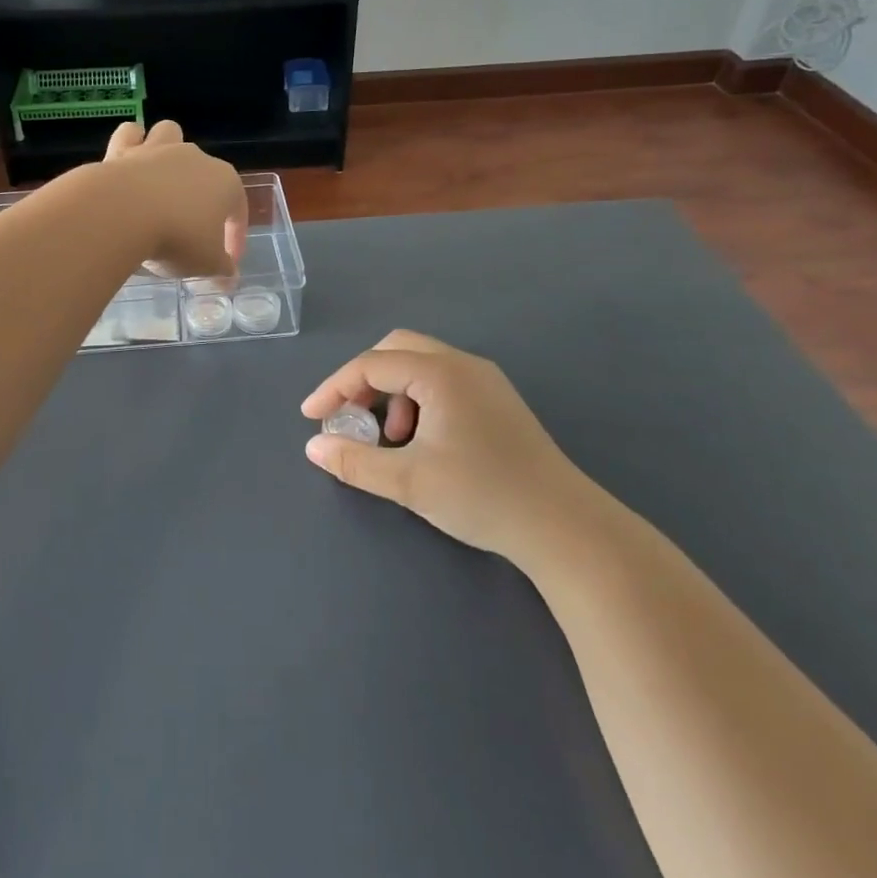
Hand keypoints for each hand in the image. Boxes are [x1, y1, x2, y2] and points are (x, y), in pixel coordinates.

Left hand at [96, 120, 246, 280]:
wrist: (122, 214)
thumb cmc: (176, 238)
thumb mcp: (206, 264)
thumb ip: (221, 269)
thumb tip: (230, 278)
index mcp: (225, 182)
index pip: (238, 209)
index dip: (235, 236)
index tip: (226, 262)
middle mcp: (195, 158)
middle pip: (205, 172)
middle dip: (201, 197)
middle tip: (190, 230)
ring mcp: (158, 150)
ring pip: (171, 134)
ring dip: (170, 151)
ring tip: (162, 180)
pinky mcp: (123, 150)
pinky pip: (132, 135)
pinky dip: (132, 144)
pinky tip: (129, 163)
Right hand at [300, 330, 607, 563]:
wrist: (565, 527)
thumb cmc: (482, 496)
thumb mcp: (409, 481)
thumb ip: (355, 461)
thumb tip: (314, 448)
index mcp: (441, 372)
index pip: (371, 365)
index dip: (335, 388)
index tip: (311, 418)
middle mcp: (463, 364)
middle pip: (396, 350)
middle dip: (364, 380)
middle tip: (349, 417)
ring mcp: (485, 381)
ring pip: (421, 366)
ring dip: (392, 392)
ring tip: (390, 439)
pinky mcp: (497, 402)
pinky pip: (442, 383)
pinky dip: (418, 401)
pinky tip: (422, 443)